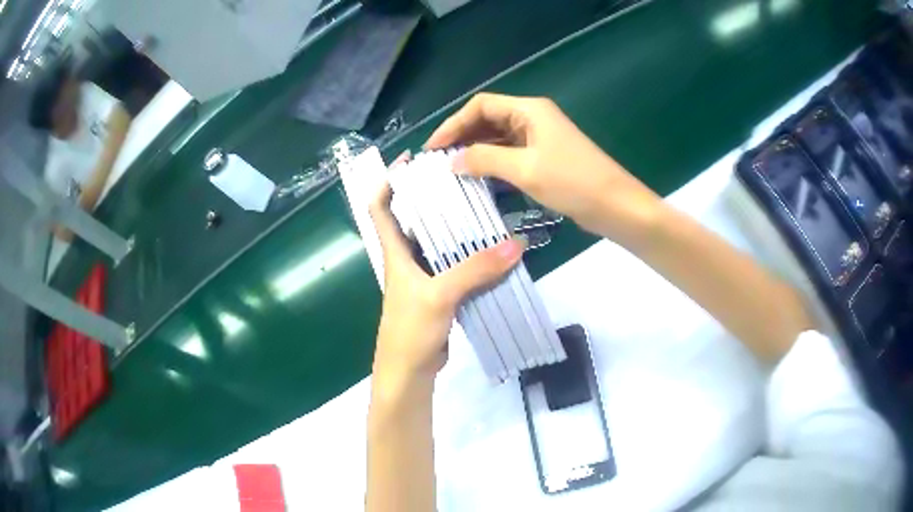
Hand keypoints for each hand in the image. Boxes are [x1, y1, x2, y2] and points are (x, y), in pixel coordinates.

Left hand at [369, 162, 524, 391]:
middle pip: (414, 219)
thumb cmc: (410, 331)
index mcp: (395, 253)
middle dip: (431, 196)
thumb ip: (475, 271)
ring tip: (481, 203)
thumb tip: (516, 244)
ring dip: (454, 225)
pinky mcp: (439, 293)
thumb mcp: (440, 296)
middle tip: (461, 175)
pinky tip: (491, 247)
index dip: (389, 181)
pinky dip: (469, 254)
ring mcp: (423, 277)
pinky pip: (454, 265)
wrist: (410, 372)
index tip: (410, 159)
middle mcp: (406, 259)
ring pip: (437, 242)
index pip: (380, 208)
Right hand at [426, 93, 662, 248]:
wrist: (616, 206)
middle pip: (488, 119)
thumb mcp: (525, 170)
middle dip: (462, 136)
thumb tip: (453, 160)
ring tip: (452, 170)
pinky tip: (479, 178)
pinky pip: (511, 153)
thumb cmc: (573, 182)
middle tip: (438, 160)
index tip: (433, 147)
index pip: (481, 106)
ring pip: (499, 138)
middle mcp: (533, 117)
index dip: (453, 123)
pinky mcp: (545, 157)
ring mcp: (540, 138)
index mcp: (529, 110)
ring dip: (476, 150)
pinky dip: (493, 163)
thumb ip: (485, 160)